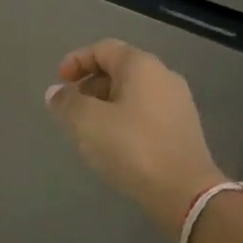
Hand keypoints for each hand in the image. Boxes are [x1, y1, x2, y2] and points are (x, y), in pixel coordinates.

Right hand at [44, 39, 227, 239]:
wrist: (186, 192)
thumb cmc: (132, 147)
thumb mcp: (87, 122)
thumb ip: (67, 102)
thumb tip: (56, 92)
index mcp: (141, 65)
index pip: (103, 49)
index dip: (76, 61)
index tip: (59, 83)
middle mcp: (163, 75)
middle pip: (119, 69)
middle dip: (90, 85)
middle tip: (71, 109)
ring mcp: (178, 103)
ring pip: (133, 93)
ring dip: (106, 105)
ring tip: (88, 130)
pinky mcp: (183, 129)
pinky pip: (146, 113)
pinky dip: (125, 119)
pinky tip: (114, 145)